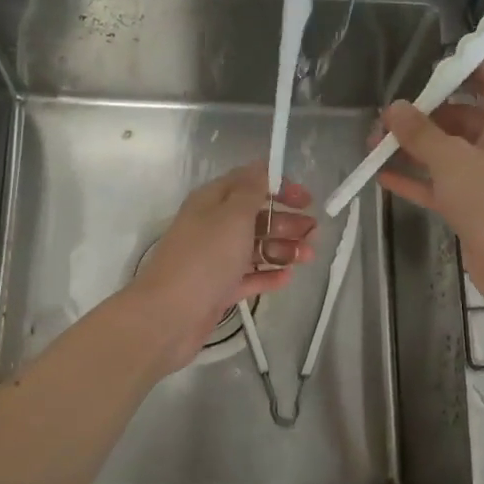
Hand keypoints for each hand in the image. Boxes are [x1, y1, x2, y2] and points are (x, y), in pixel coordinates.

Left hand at [125, 163, 315, 371]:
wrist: (170, 314)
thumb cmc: (205, 258)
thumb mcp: (233, 215)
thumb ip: (252, 190)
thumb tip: (263, 169)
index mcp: (212, 201)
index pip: (249, 182)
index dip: (279, 186)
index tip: (306, 200)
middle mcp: (213, 226)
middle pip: (256, 216)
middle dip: (286, 221)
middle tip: (313, 233)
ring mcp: (215, 259)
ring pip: (255, 247)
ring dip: (283, 248)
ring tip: (307, 257)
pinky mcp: (218, 289)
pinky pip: (248, 277)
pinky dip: (268, 275)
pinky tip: (288, 278)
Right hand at [377, 62, 483, 297]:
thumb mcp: (450, 158)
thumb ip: (419, 132)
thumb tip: (394, 108)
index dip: (458, 72)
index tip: (422, 76)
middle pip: (462, 116)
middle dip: (422, 117)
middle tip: (384, 120)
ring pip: (449, 152)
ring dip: (414, 149)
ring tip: (374, 146)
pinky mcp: (477, 205)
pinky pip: (444, 183)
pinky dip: (418, 179)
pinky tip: (382, 177)